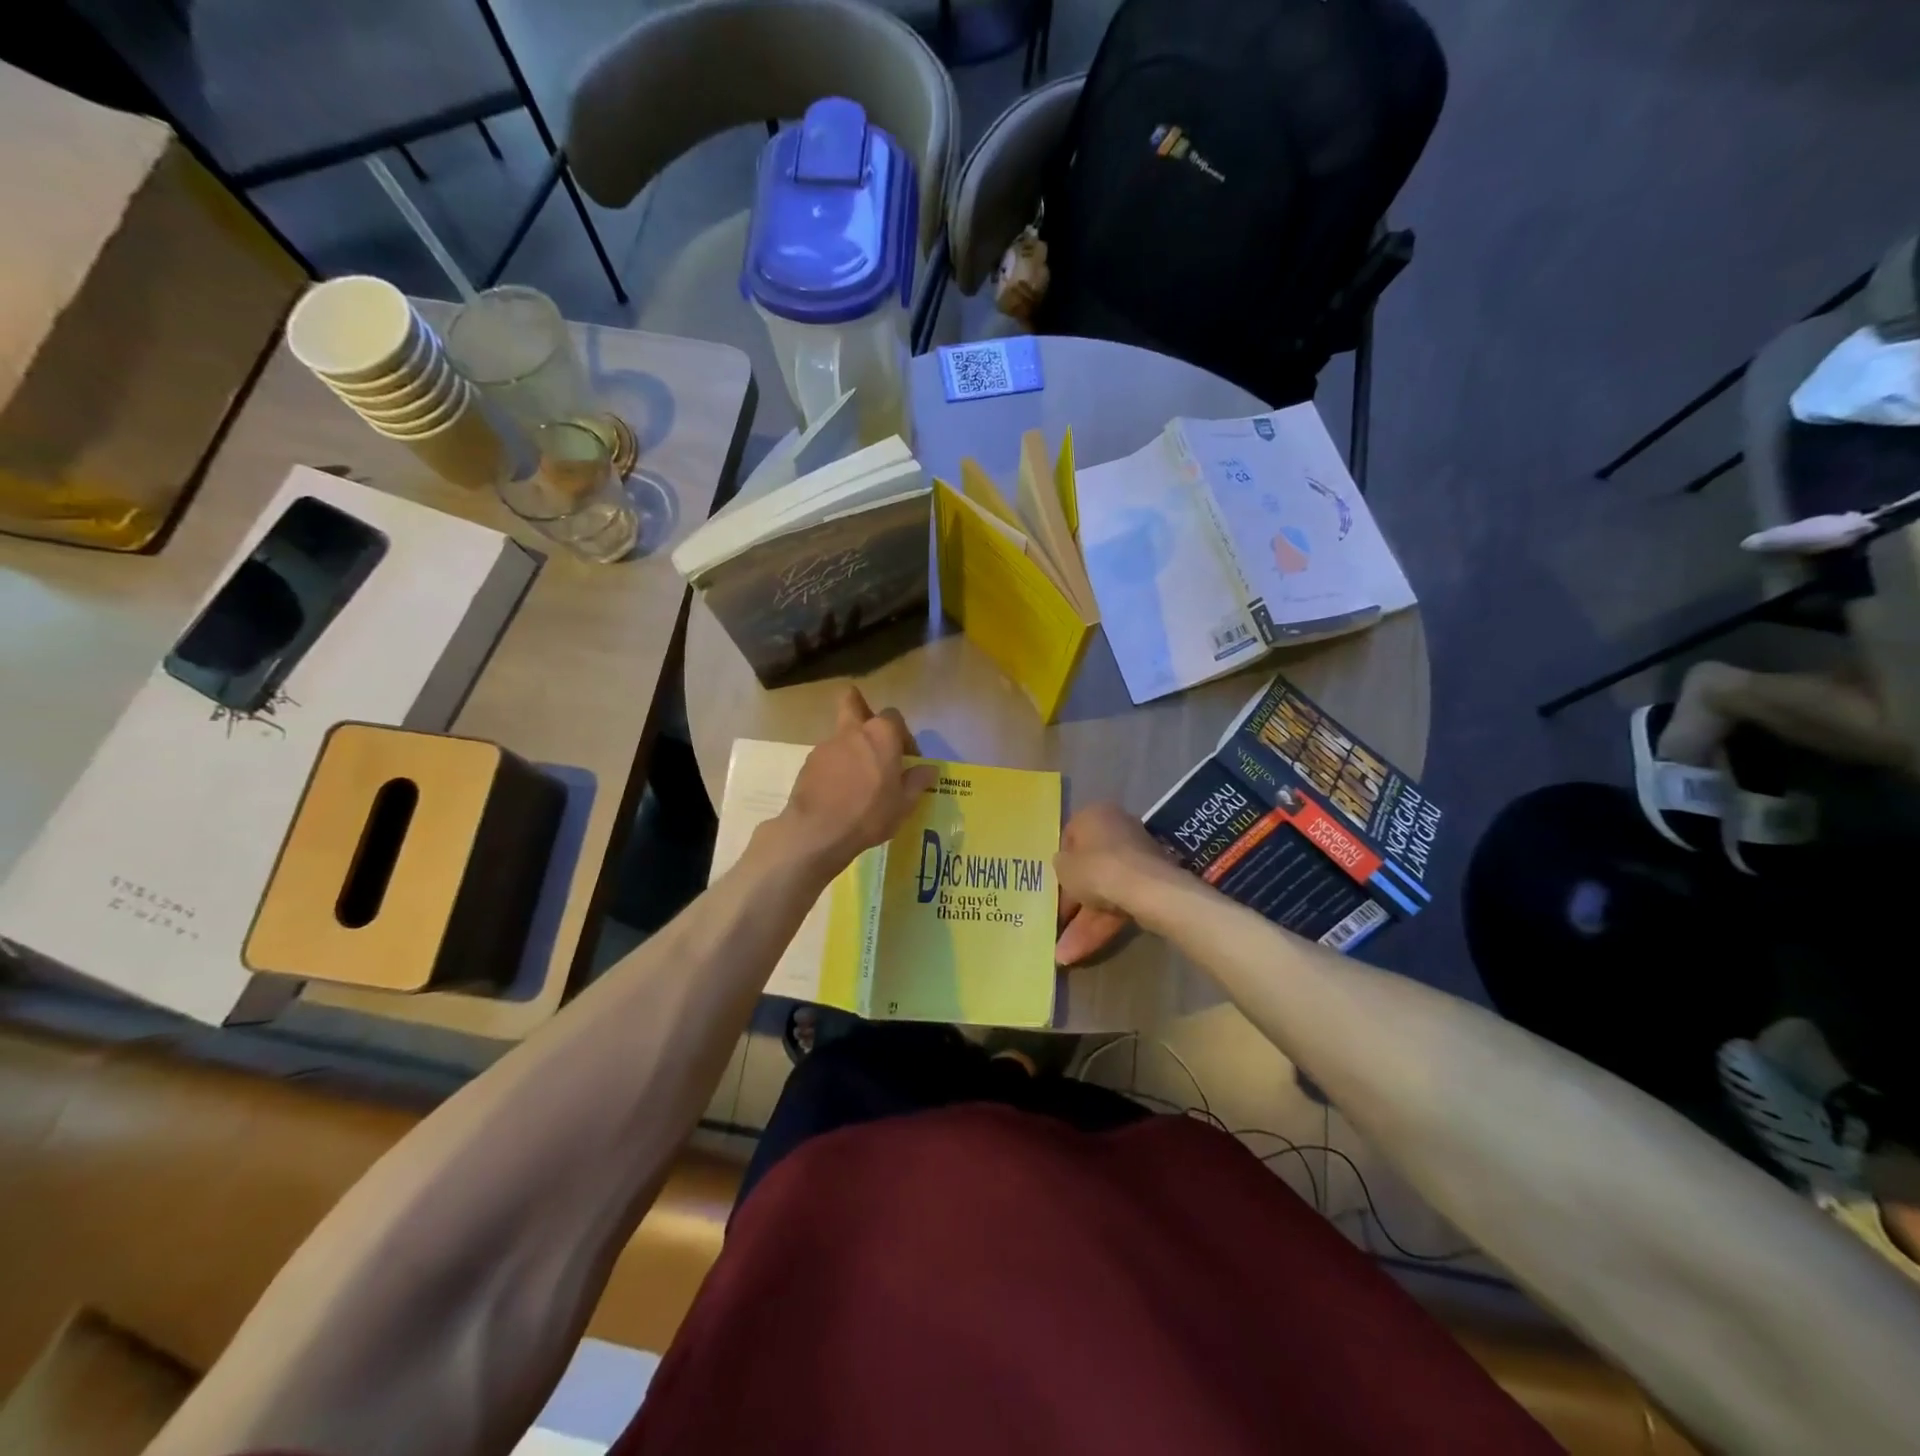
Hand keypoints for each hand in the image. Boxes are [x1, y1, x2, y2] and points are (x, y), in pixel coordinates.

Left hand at [779, 687, 937, 871]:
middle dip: (861, 707)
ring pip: (841, 734)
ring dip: (851, 748)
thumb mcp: (904, 803)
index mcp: (881, 735)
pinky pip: (827, 757)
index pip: (895, 717)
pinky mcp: (808, 763)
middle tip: (872, 735)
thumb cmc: (869, 814)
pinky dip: (835, 767)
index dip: (903, 735)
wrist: (817, 831)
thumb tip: (928, 769)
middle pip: (853, 702)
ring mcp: (826, 745)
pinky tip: (839, 792)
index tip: (907, 759)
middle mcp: (852, 731)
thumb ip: (917, 781)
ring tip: (858, 779)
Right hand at [1054, 803, 1181, 965]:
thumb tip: (1064, 868)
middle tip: (1058, 924)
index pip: (1070, 838)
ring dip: (1083, 922)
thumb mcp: (1063, 867)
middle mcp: (1117, 830)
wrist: (1145, 889)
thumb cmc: (1096, 868)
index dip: (1060, 866)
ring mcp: (1136, 859)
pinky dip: (1102, 924)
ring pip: (1104, 891)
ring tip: (1063, 954)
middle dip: (1073, 902)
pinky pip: (1119, 902)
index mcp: (1094, 815)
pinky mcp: (1149, 884)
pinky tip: (1081, 951)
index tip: (1052, 889)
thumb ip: (1060, 865)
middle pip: (1089, 868)